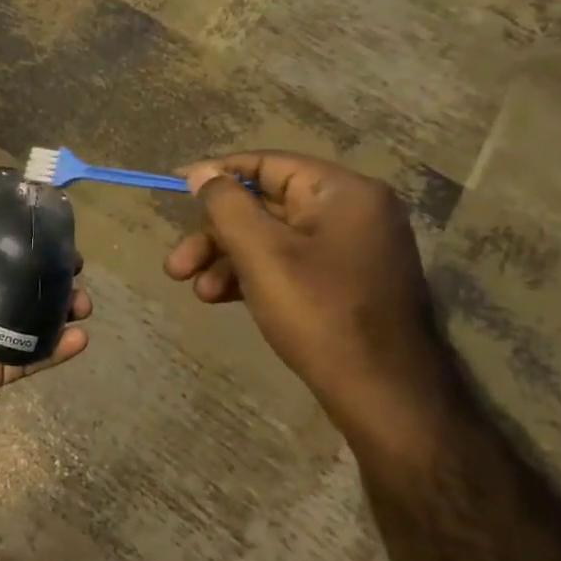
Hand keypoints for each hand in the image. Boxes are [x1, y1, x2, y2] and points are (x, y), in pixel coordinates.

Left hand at [0, 210, 91, 459]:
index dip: (11, 239)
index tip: (44, 227)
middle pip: (8, 281)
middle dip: (42, 272)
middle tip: (76, 265)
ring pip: (24, 318)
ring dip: (55, 309)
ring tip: (84, 302)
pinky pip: (25, 358)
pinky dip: (53, 349)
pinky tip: (81, 338)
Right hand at [164, 151, 454, 462]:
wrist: (385, 395)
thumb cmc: (320, 312)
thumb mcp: (261, 252)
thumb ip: (225, 204)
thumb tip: (201, 173)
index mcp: (342, 192)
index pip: (266, 164)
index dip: (216, 174)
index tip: (175, 185)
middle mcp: (351, 212)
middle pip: (263, 206)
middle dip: (214, 234)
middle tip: (176, 264)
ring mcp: (350, 250)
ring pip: (269, 238)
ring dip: (225, 259)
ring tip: (195, 290)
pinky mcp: (345, 282)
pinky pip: (287, 263)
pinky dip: (251, 275)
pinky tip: (220, 298)